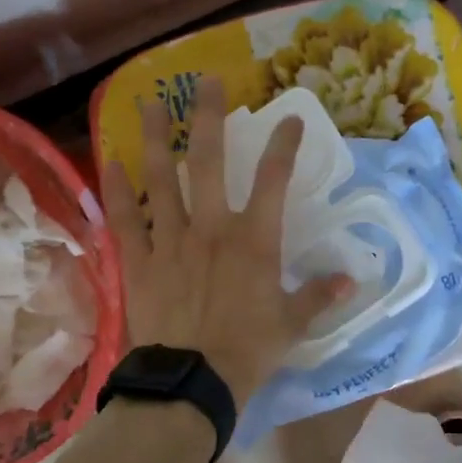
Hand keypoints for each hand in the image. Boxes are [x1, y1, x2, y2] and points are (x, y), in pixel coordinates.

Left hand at [101, 76, 350, 405]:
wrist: (192, 381)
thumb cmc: (248, 352)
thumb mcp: (292, 325)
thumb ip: (318, 297)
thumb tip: (350, 281)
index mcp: (254, 241)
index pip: (275, 180)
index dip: (284, 145)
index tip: (290, 119)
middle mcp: (212, 228)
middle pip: (211, 161)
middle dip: (210, 117)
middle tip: (205, 81)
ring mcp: (171, 240)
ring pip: (162, 178)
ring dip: (158, 137)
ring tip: (152, 102)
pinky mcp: (139, 260)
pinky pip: (126, 217)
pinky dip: (118, 189)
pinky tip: (111, 161)